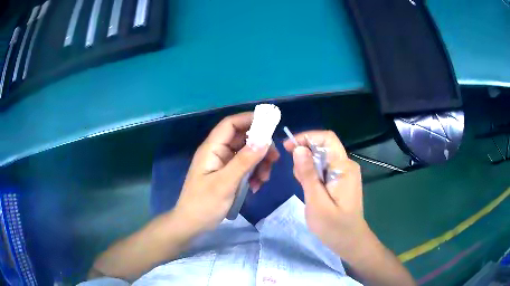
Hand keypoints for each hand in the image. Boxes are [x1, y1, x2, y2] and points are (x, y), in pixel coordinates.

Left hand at [174, 112, 279, 232]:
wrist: (192, 224)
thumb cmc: (204, 204)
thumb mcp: (225, 183)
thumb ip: (244, 161)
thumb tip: (265, 140)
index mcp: (212, 148)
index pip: (230, 124)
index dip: (249, 119)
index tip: (271, 125)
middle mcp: (218, 152)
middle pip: (243, 139)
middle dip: (260, 147)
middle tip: (275, 158)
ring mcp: (223, 164)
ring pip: (247, 154)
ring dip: (259, 163)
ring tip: (264, 179)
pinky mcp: (228, 175)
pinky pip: (245, 168)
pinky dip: (254, 174)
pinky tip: (256, 186)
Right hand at [284, 131, 370, 258]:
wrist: (350, 241)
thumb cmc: (334, 226)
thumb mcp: (316, 202)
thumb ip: (308, 174)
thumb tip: (298, 148)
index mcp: (343, 167)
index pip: (326, 138)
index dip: (306, 137)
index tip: (288, 148)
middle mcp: (346, 165)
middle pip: (323, 146)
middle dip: (305, 154)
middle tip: (296, 177)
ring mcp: (345, 172)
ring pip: (322, 157)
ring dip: (308, 166)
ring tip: (303, 187)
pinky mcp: (342, 180)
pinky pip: (325, 168)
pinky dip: (313, 174)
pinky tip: (310, 189)